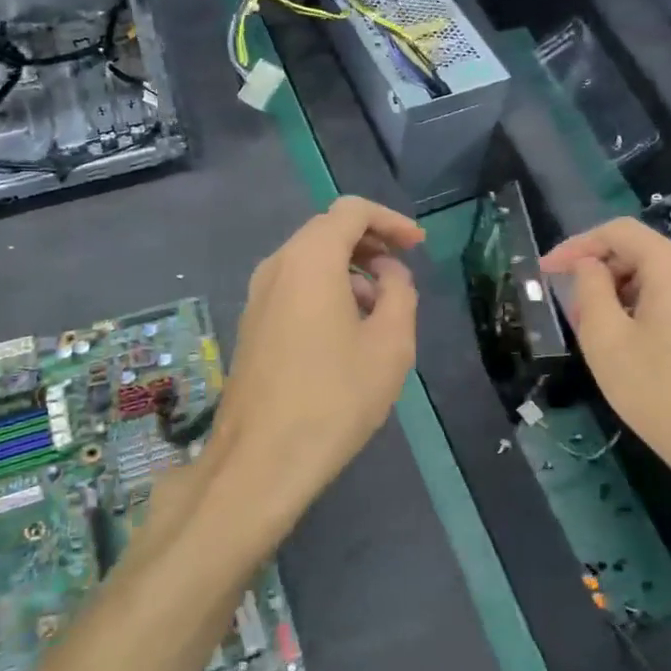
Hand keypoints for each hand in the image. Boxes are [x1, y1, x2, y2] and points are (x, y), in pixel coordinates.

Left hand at [196, 196, 423, 545]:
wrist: (262, 460)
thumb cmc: (335, 397)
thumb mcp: (390, 344)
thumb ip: (400, 293)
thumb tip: (388, 273)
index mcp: (310, 260)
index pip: (351, 211)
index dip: (390, 220)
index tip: (418, 246)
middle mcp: (276, 266)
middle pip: (327, 231)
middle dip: (370, 244)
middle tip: (402, 274)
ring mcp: (257, 296)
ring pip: (309, 260)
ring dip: (350, 271)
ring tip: (381, 310)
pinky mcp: (252, 325)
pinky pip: (294, 287)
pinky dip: (326, 290)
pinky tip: (348, 332)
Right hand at [540, 217, 670, 531]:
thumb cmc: (663, 395)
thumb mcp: (608, 342)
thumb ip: (590, 290)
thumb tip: (589, 266)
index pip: (618, 232)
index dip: (576, 245)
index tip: (545, 271)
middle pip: (641, 252)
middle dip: (599, 273)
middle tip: (572, 313)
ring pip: (659, 277)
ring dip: (621, 294)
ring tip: (598, 334)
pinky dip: (646, 308)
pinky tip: (633, 346)